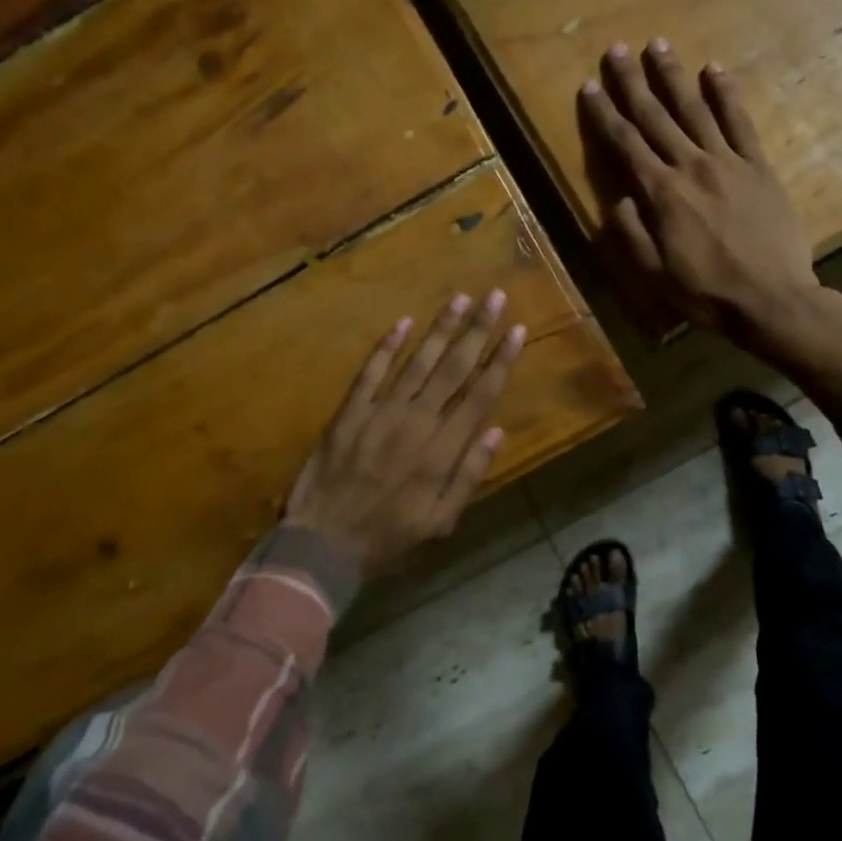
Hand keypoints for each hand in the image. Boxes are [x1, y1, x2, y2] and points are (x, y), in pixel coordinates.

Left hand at [283, 292, 525, 578]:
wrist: (324, 543)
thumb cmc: (388, 537)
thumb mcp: (440, 520)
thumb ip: (469, 475)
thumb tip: (496, 431)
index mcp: (442, 450)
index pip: (480, 395)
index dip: (501, 361)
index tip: (517, 331)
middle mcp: (417, 422)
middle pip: (454, 368)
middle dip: (477, 330)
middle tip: (495, 297)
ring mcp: (380, 413)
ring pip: (418, 362)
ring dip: (440, 329)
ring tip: (460, 298)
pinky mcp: (350, 412)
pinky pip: (371, 373)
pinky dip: (386, 347)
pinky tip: (403, 322)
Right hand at [577, 39, 826, 356]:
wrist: (772, 299)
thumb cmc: (707, 293)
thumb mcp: (655, 275)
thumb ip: (631, 235)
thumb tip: (617, 199)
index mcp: (661, 194)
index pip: (625, 144)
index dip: (604, 114)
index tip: (589, 86)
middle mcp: (691, 167)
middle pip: (655, 117)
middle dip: (633, 82)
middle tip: (616, 49)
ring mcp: (728, 162)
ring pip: (694, 110)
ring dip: (673, 76)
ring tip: (657, 45)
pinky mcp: (758, 167)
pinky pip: (740, 123)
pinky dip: (726, 94)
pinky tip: (714, 70)